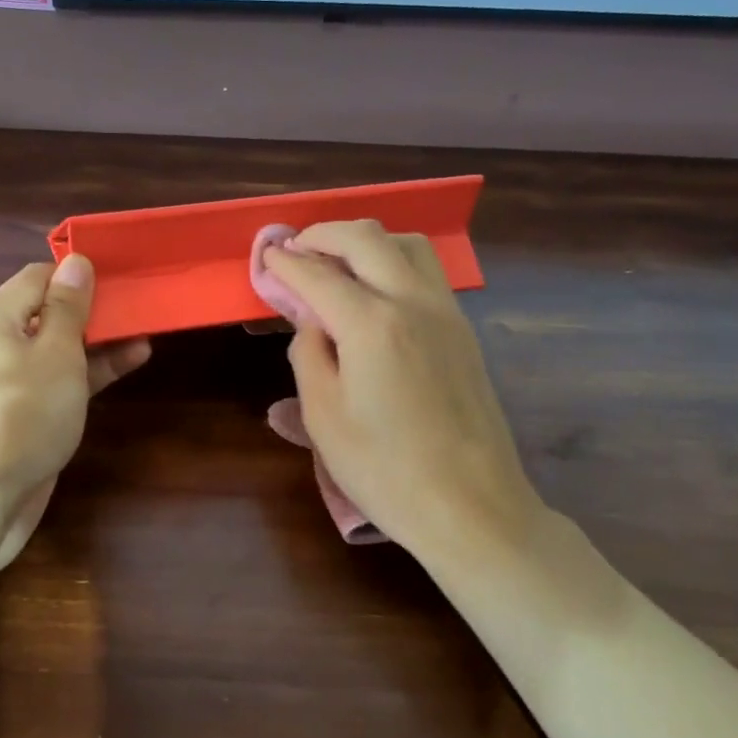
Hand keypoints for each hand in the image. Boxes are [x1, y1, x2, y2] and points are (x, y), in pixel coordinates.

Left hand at [0, 255, 149, 572]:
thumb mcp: (55, 353)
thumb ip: (69, 307)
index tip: (121, 274)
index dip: (78, 273)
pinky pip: (58, 382)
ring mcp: (9, 383)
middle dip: (93, 308)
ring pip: (58, 350)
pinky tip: (128, 365)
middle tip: (141, 303)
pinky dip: (89, 373)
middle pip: (48, 313)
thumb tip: (76, 261)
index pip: (38, 276)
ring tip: (145, 332)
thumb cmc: (21, 413)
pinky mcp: (22, 416)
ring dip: (98, 342)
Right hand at [259, 221, 541, 562]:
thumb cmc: (385, 470)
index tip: (266, 256)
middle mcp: (413, 303)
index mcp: (372, 324)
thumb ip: (309, 356)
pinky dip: (395, 260)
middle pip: (367, 238)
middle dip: (324, 233)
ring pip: (407, 244)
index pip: (318, 275)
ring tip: (339, 261)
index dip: (286, 262)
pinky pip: (427, 271)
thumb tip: (312, 321)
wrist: (470, 505)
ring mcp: (446, 313)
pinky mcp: (463, 331)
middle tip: (297, 248)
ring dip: (367, 240)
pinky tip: (378, 289)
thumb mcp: (325, 418)